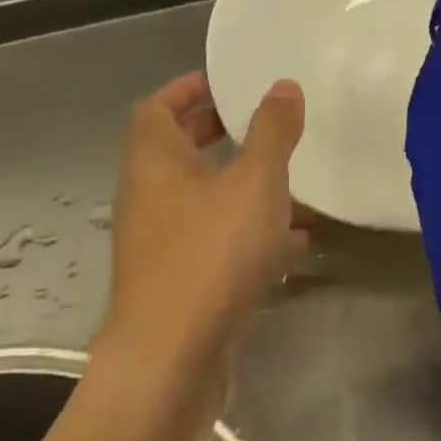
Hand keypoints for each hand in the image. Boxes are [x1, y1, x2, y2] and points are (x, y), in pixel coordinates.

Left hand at [94, 72, 305, 398]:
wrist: (172, 357)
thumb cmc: (211, 252)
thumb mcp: (255, 181)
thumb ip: (273, 130)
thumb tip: (283, 85)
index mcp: (154, 160)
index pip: (158, 106)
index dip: (189, 88)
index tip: (229, 83)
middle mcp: (147, 196)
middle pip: (176, 149)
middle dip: (216, 131)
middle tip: (259, 122)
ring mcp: (159, 242)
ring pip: (199, 197)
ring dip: (236, 182)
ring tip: (285, 176)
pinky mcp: (177, 281)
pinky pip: (213, 239)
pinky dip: (246, 230)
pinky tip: (293, 240)